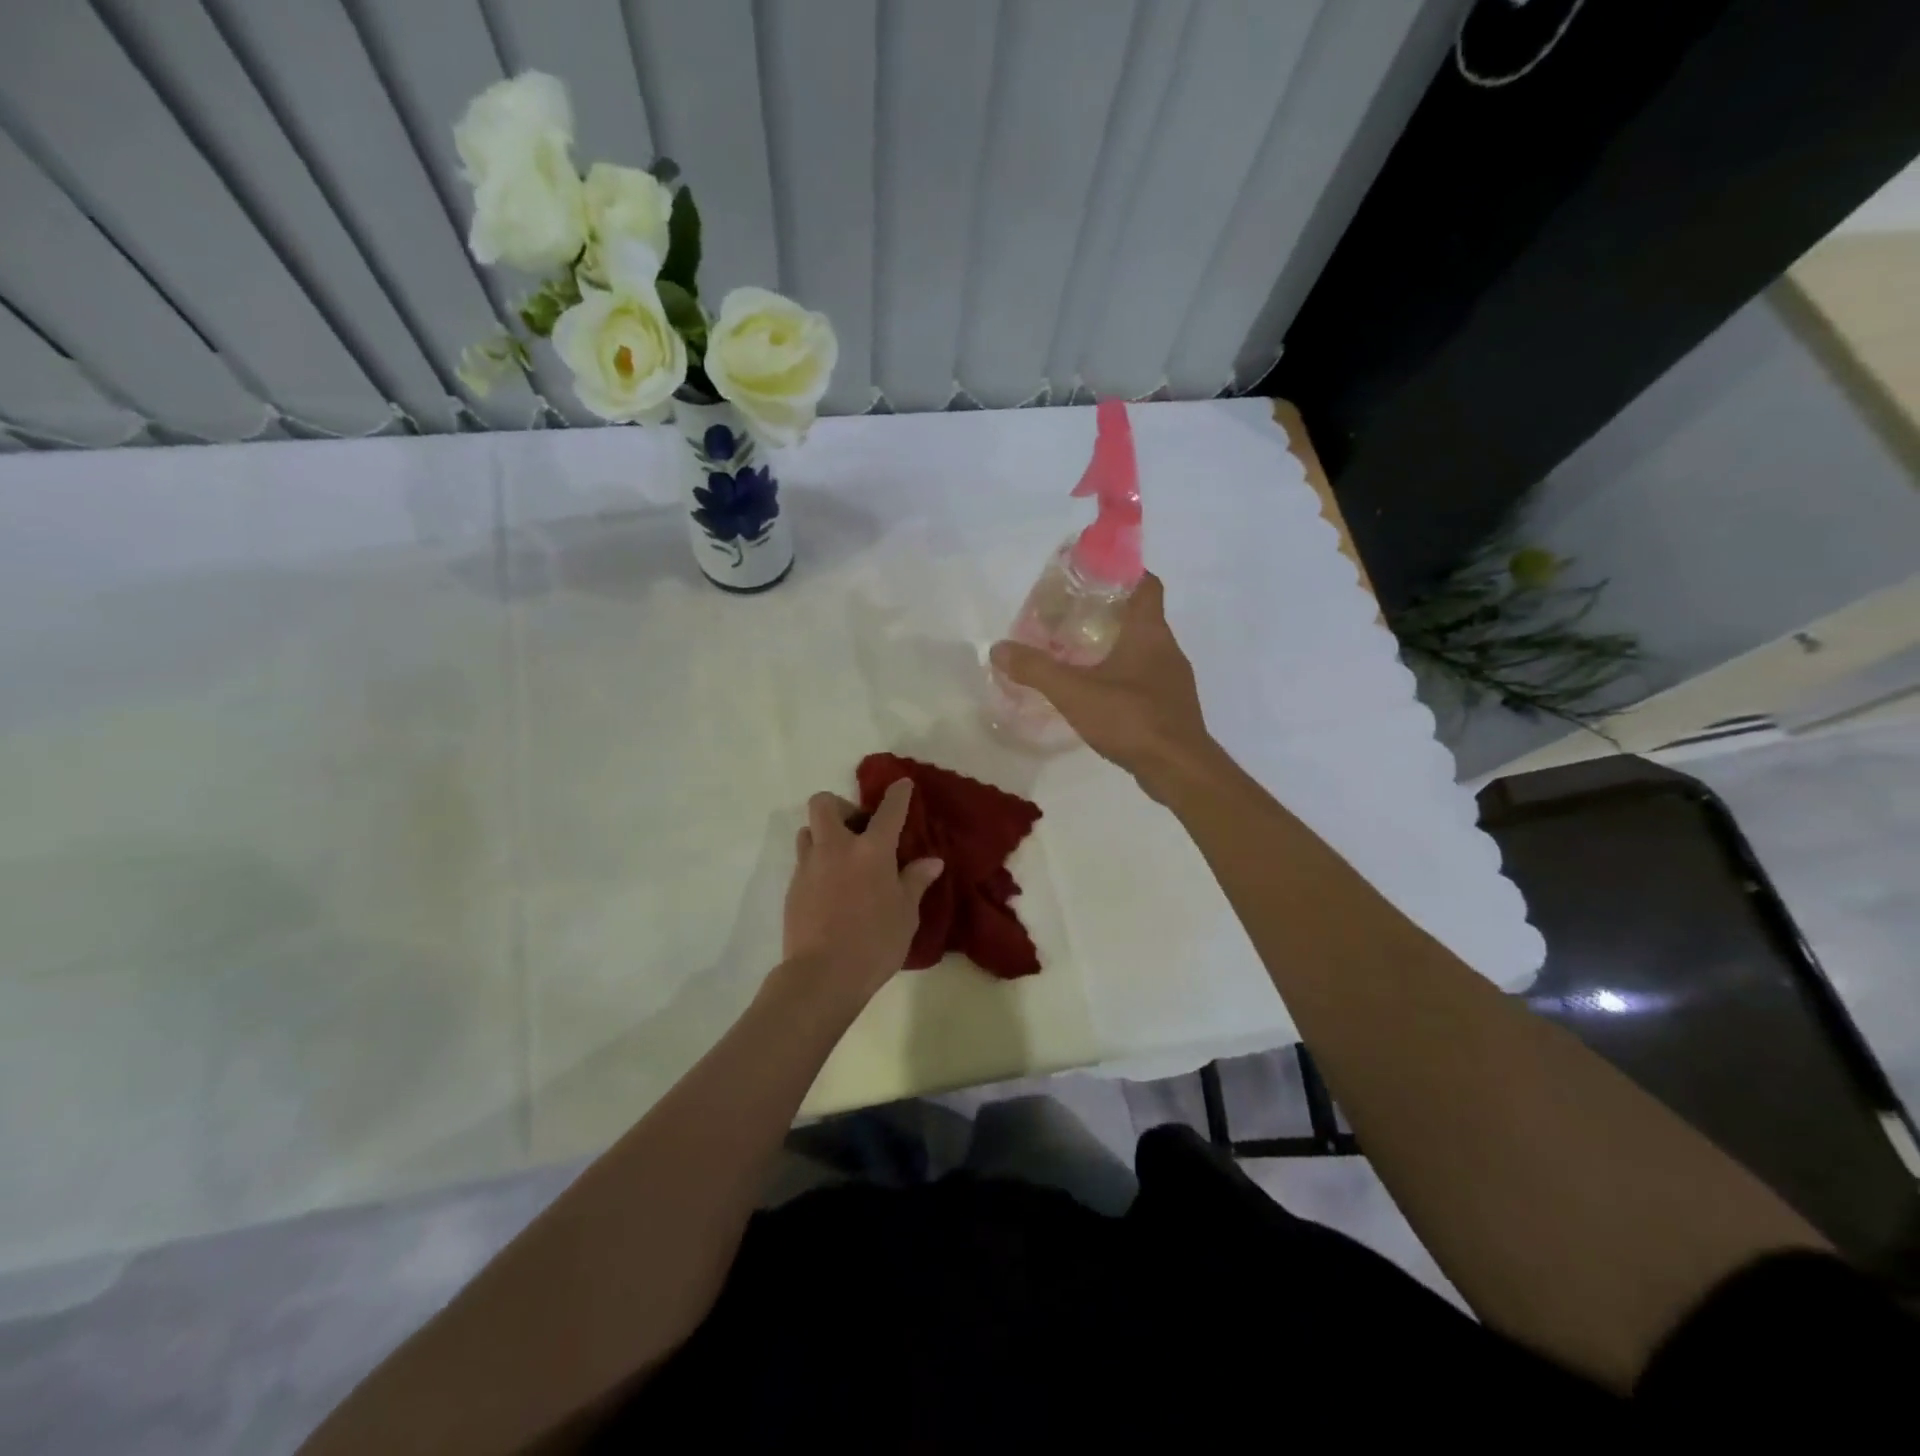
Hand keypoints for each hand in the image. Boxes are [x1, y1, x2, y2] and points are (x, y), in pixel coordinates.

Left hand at [781, 780, 944, 1006]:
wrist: (822, 976)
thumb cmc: (875, 943)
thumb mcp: (906, 914)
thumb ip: (915, 881)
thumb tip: (931, 861)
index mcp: (872, 850)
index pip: (888, 811)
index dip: (897, 794)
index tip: (901, 784)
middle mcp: (837, 848)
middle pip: (824, 803)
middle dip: (840, 807)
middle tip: (857, 829)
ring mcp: (809, 866)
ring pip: (808, 831)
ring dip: (823, 835)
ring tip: (841, 859)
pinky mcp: (792, 887)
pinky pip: (804, 861)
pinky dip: (817, 863)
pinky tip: (831, 888)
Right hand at [990, 573, 1215, 800]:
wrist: (1178, 768)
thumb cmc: (1131, 718)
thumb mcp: (1074, 691)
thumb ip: (1036, 669)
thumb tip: (999, 648)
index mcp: (1150, 631)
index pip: (1146, 583)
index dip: (1123, 572)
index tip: (1092, 575)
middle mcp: (1167, 648)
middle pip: (1140, 616)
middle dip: (1107, 612)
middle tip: (1070, 618)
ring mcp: (1172, 680)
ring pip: (1142, 650)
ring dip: (1114, 647)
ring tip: (1077, 655)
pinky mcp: (1171, 707)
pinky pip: (1145, 679)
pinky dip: (1122, 677)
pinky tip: (1097, 694)